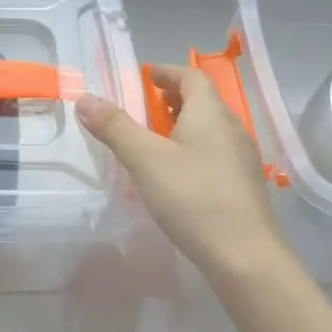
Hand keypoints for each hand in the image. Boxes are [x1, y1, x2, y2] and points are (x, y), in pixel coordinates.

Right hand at [76, 64, 285, 279]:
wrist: (246, 259)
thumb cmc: (194, 198)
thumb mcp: (145, 159)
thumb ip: (114, 126)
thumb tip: (85, 98)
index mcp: (210, 113)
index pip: (191, 76)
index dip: (167, 72)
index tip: (145, 77)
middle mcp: (232, 128)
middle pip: (203, 100)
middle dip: (173, 98)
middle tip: (144, 107)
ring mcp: (243, 158)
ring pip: (210, 128)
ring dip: (183, 124)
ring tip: (155, 139)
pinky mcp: (244, 185)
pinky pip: (216, 152)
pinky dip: (194, 148)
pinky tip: (176, 174)